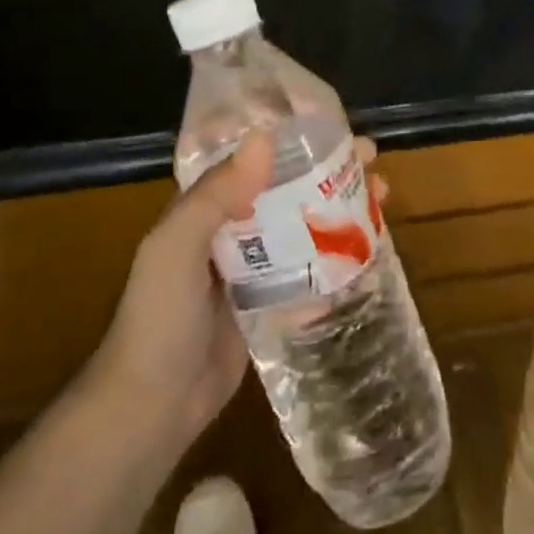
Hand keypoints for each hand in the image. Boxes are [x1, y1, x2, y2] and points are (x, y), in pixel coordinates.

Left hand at [87, 134, 387, 460]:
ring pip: (305, 225)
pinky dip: (338, 260)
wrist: (152, 407)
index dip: (292, 138)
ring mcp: (253, 268)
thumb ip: (215, 194)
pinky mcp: (269, 303)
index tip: (332, 125)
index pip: (253, 157)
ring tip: (381, 197)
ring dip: (340, 209)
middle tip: (371, 159)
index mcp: (205, 207)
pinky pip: (310, 272)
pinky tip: (370, 252)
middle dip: (330, 170)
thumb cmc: (159, 318)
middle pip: (289, 188)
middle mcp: (232, 229)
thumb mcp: (176, 247)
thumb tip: (265, 138)